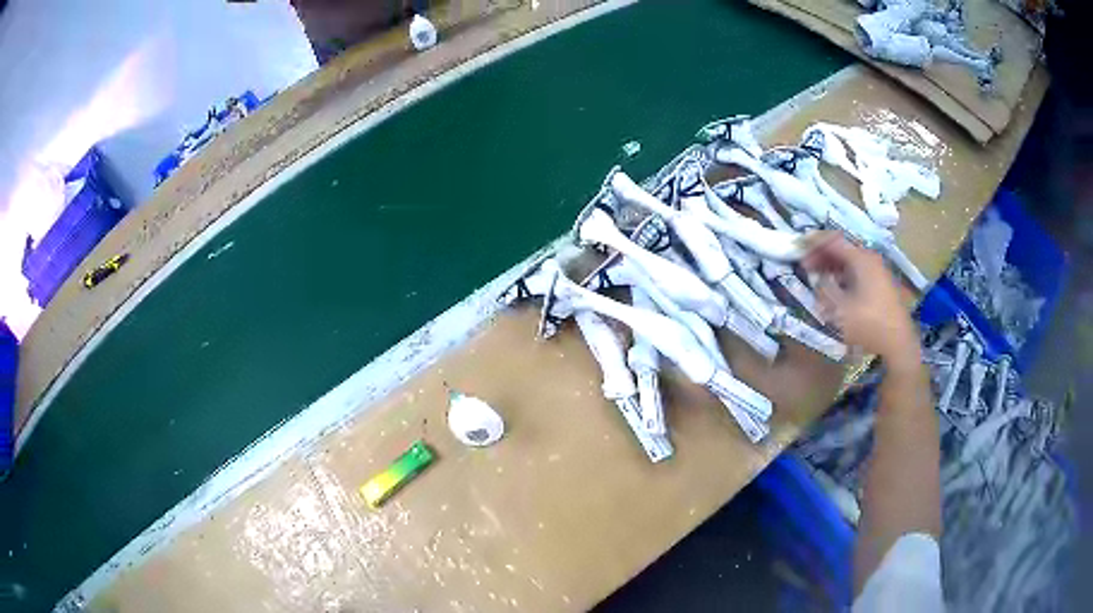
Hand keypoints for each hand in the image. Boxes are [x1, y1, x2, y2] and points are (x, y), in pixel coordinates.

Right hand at [802, 232, 919, 369]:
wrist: (898, 342)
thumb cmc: (869, 324)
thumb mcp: (840, 310)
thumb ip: (824, 290)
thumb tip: (818, 280)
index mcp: (860, 259)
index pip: (833, 240)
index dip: (813, 243)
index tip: (798, 249)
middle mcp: (870, 259)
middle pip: (842, 249)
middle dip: (822, 256)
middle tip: (805, 266)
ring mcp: (877, 271)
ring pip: (849, 261)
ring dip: (832, 266)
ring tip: (817, 277)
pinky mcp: (880, 284)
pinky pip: (857, 271)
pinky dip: (843, 275)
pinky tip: (835, 288)